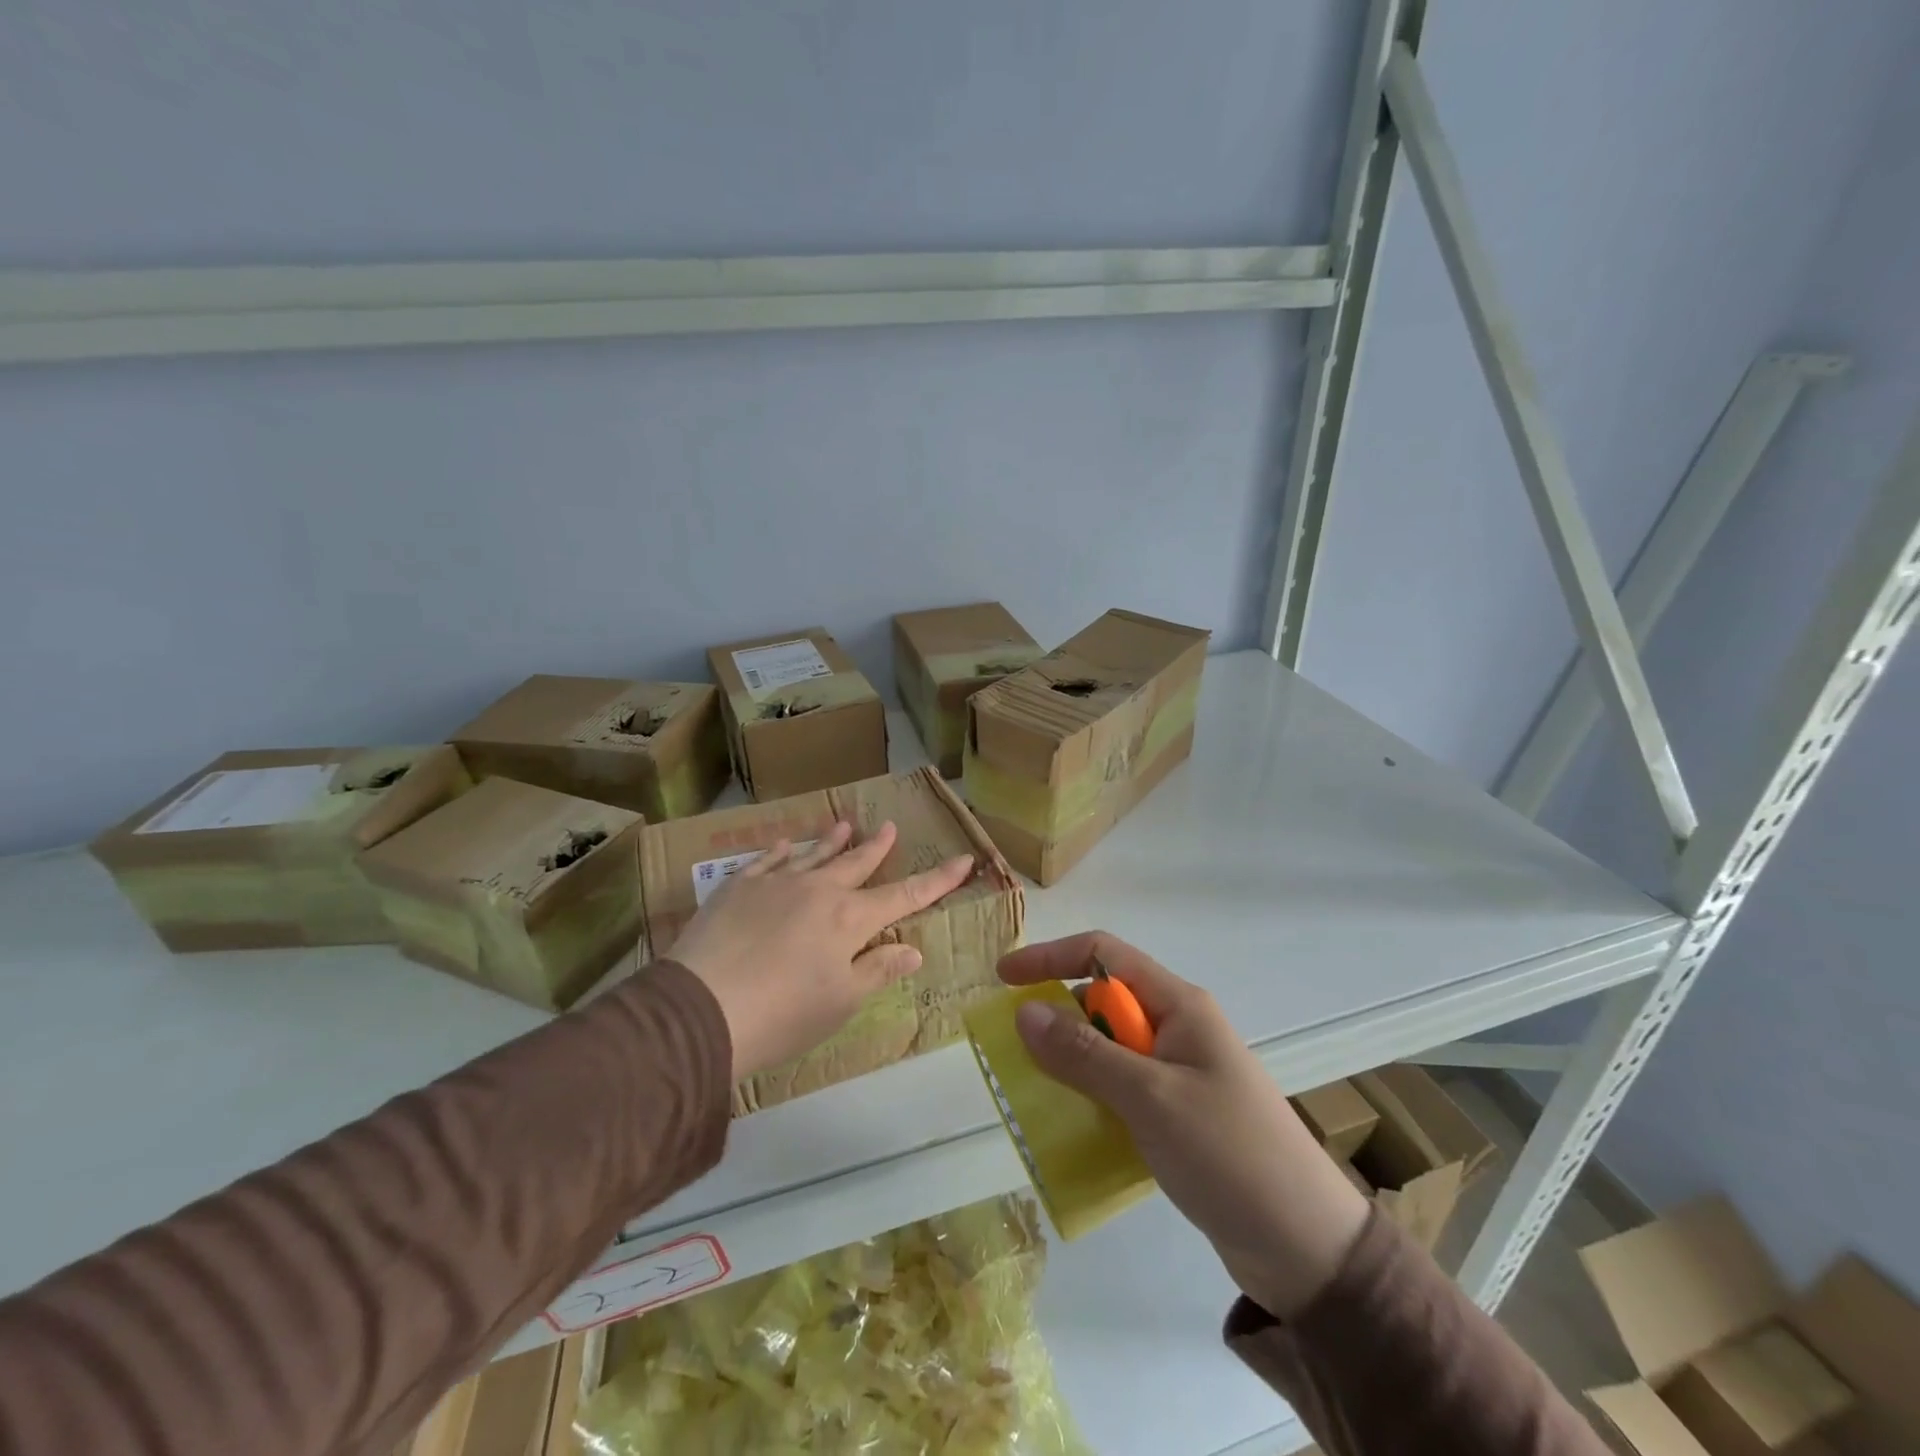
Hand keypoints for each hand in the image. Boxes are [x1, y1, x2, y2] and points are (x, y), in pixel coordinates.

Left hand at [670, 819, 973, 1081]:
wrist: (701, 1007)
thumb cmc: (783, 1014)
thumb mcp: (841, 1002)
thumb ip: (878, 970)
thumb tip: (912, 948)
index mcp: (849, 920)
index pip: (905, 896)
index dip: (937, 880)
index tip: (963, 860)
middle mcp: (818, 891)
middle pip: (856, 864)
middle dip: (877, 848)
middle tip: (889, 827)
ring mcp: (776, 884)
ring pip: (813, 855)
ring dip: (832, 840)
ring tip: (845, 824)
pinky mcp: (738, 887)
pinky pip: (767, 860)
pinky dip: (782, 850)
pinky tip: (787, 844)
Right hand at [998, 931, 1369, 1317]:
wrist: (1307, 1249)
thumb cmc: (1229, 1154)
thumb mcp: (1149, 1097)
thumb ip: (1084, 1053)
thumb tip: (1024, 1011)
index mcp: (1179, 1005)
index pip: (1104, 954)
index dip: (1051, 957)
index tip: (1005, 980)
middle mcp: (1178, 1028)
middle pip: (1103, 1001)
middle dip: (1058, 1016)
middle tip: (1017, 1051)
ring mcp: (1180, 1072)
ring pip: (1110, 1048)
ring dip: (1073, 1062)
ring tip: (1036, 1093)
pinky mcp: (1180, 1114)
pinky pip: (1122, 1088)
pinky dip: (1093, 1097)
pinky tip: (1074, 1127)